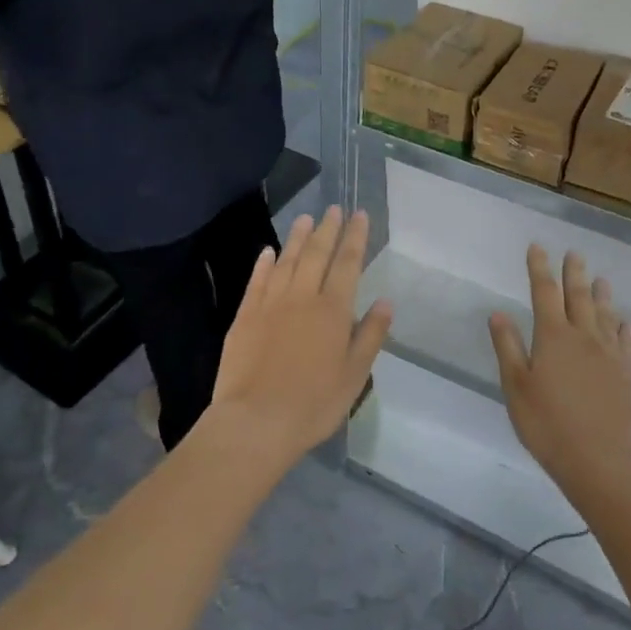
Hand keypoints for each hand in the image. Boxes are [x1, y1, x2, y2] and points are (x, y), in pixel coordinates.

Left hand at [209, 206, 392, 469]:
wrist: (255, 421)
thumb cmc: (313, 403)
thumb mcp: (355, 375)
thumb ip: (371, 335)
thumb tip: (386, 301)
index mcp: (333, 310)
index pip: (348, 263)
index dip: (355, 237)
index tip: (359, 215)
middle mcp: (302, 297)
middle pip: (317, 254)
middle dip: (328, 229)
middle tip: (333, 208)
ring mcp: (270, 304)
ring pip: (286, 261)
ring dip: (297, 238)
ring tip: (305, 218)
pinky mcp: (244, 316)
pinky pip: (257, 281)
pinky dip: (264, 263)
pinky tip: (268, 251)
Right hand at [489, 246, 630, 503]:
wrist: (601, 461)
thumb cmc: (548, 424)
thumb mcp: (516, 387)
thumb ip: (508, 346)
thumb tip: (498, 312)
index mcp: (553, 336)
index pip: (544, 292)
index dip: (539, 268)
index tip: (537, 247)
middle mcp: (583, 336)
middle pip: (578, 296)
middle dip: (573, 272)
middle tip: (573, 252)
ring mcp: (608, 355)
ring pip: (605, 314)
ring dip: (601, 294)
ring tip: (600, 278)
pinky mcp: (625, 375)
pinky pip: (625, 342)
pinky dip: (623, 327)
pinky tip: (624, 322)